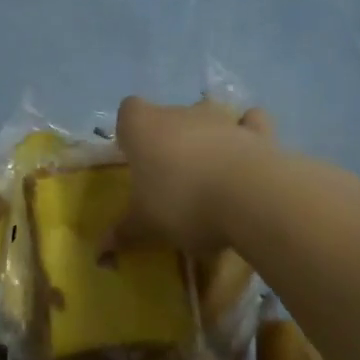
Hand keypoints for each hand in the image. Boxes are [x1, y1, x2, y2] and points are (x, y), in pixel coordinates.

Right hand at [113, 96, 273, 254]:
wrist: (250, 198)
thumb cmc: (182, 203)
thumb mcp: (146, 225)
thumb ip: (124, 231)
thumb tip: (100, 248)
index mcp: (144, 126)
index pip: (129, 111)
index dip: (131, 132)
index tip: (136, 159)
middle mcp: (181, 113)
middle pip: (169, 116)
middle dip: (170, 140)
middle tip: (172, 180)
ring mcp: (222, 119)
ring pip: (209, 117)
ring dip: (208, 138)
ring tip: (211, 175)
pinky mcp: (259, 132)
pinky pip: (251, 123)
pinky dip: (249, 134)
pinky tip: (248, 157)